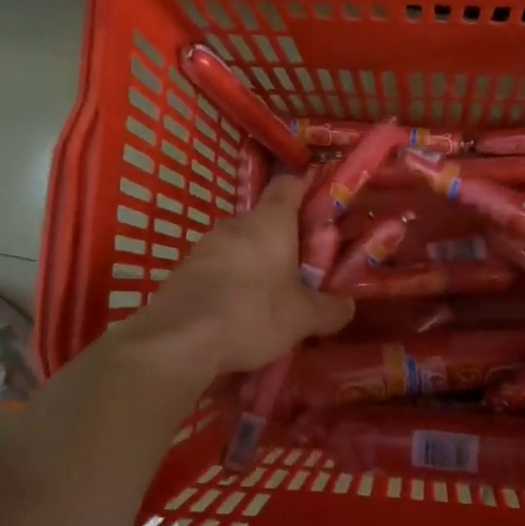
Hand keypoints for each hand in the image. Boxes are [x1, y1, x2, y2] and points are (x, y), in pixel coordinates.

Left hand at [118, 174, 354, 378]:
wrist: (177, 340)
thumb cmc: (251, 314)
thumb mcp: (303, 318)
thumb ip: (331, 308)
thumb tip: (347, 305)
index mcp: (269, 222)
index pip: (289, 185)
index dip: (307, 189)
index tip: (323, 206)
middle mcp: (235, 224)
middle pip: (266, 220)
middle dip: (286, 240)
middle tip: (305, 268)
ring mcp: (204, 246)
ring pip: (241, 245)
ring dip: (258, 262)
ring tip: (273, 295)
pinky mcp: (184, 271)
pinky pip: (219, 267)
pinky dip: (233, 281)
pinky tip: (240, 311)